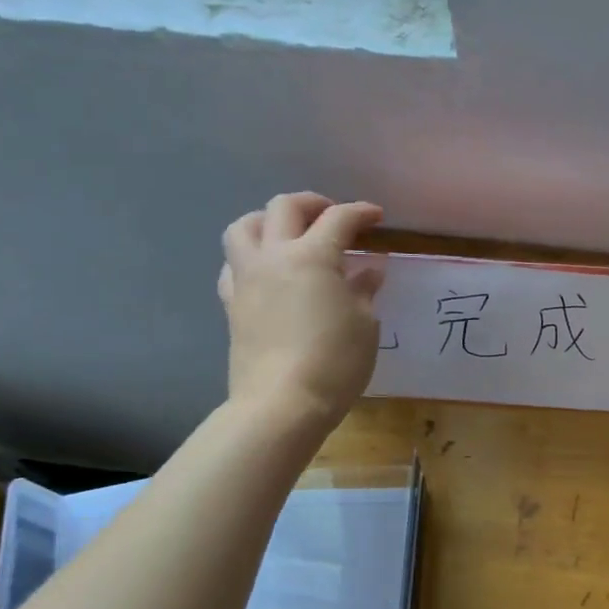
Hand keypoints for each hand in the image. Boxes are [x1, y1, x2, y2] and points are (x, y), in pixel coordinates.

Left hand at [218, 193, 385, 421]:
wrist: (282, 404)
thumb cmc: (335, 362)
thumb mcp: (364, 325)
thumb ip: (364, 290)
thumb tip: (369, 271)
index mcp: (313, 256)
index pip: (339, 219)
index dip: (360, 213)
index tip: (376, 217)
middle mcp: (274, 257)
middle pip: (284, 207)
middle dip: (313, 204)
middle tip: (333, 217)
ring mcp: (247, 278)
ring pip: (245, 226)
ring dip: (269, 220)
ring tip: (289, 233)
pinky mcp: (232, 303)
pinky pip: (233, 263)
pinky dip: (251, 255)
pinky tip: (267, 270)